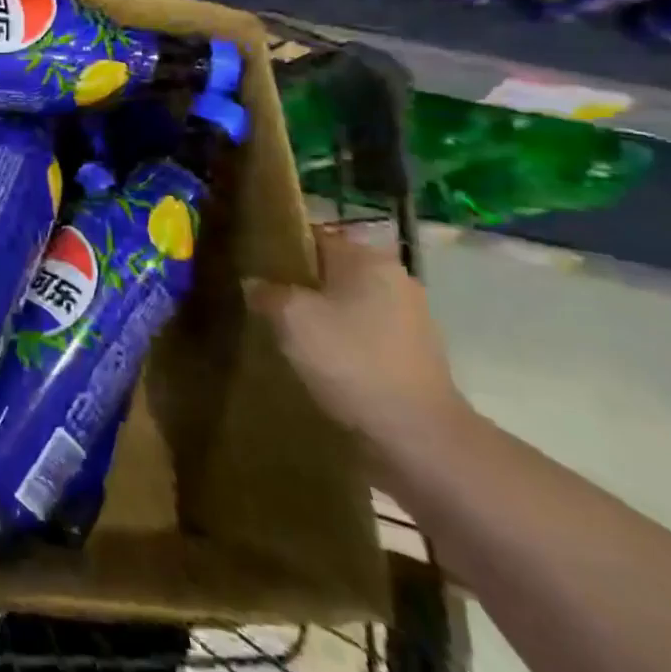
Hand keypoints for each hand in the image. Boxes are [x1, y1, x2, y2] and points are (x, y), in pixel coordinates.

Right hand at [249, 222, 467, 448]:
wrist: (418, 437)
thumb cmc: (351, 361)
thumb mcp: (291, 318)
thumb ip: (266, 292)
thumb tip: (255, 284)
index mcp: (367, 258)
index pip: (314, 235)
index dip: (280, 246)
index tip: (252, 263)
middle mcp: (394, 279)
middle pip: (331, 270)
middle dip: (299, 283)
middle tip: (262, 299)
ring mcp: (409, 319)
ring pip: (347, 304)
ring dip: (320, 315)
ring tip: (283, 332)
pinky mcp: (413, 355)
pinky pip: (363, 334)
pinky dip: (340, 341)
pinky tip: (316, 360)